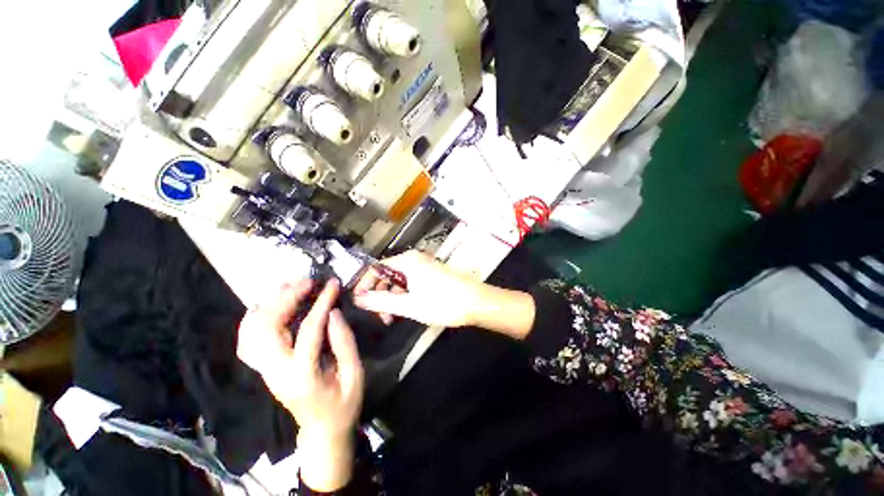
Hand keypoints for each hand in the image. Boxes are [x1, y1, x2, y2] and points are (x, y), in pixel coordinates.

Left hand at [237, 279, 363, 491]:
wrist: (322, 429)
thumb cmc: (343, 403)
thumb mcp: (354, 374)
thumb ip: (345, 343)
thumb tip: (333, 313)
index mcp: (302, 375)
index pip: (309, 330)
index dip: (322, 303)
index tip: (332, 284)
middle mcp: (276, 371)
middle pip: (270, 327)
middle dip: (288, 298)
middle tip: (308, 281)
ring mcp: (265, 371)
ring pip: (253, 331)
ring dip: (271, 304)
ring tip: (291, 287)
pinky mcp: (264, 369)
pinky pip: (248, 341)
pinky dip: (253, 320)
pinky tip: (266, 306)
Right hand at [353, 251, 486, 327]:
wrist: (475, 302)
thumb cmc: (441, 303)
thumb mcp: (408, 305)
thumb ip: (380, 301)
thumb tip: (358, 299)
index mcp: (406, 261)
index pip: (375, 268)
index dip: (364, 285)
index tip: (359, 303)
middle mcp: (413, 259)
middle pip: (387, 274)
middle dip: (379, 294)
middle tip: (378, 315)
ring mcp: (423, 266)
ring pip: (399, 280)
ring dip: (391, 297)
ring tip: (391, 317)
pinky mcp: (431, 273)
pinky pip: (410, 282)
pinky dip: (403, 295)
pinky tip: (405, 309)